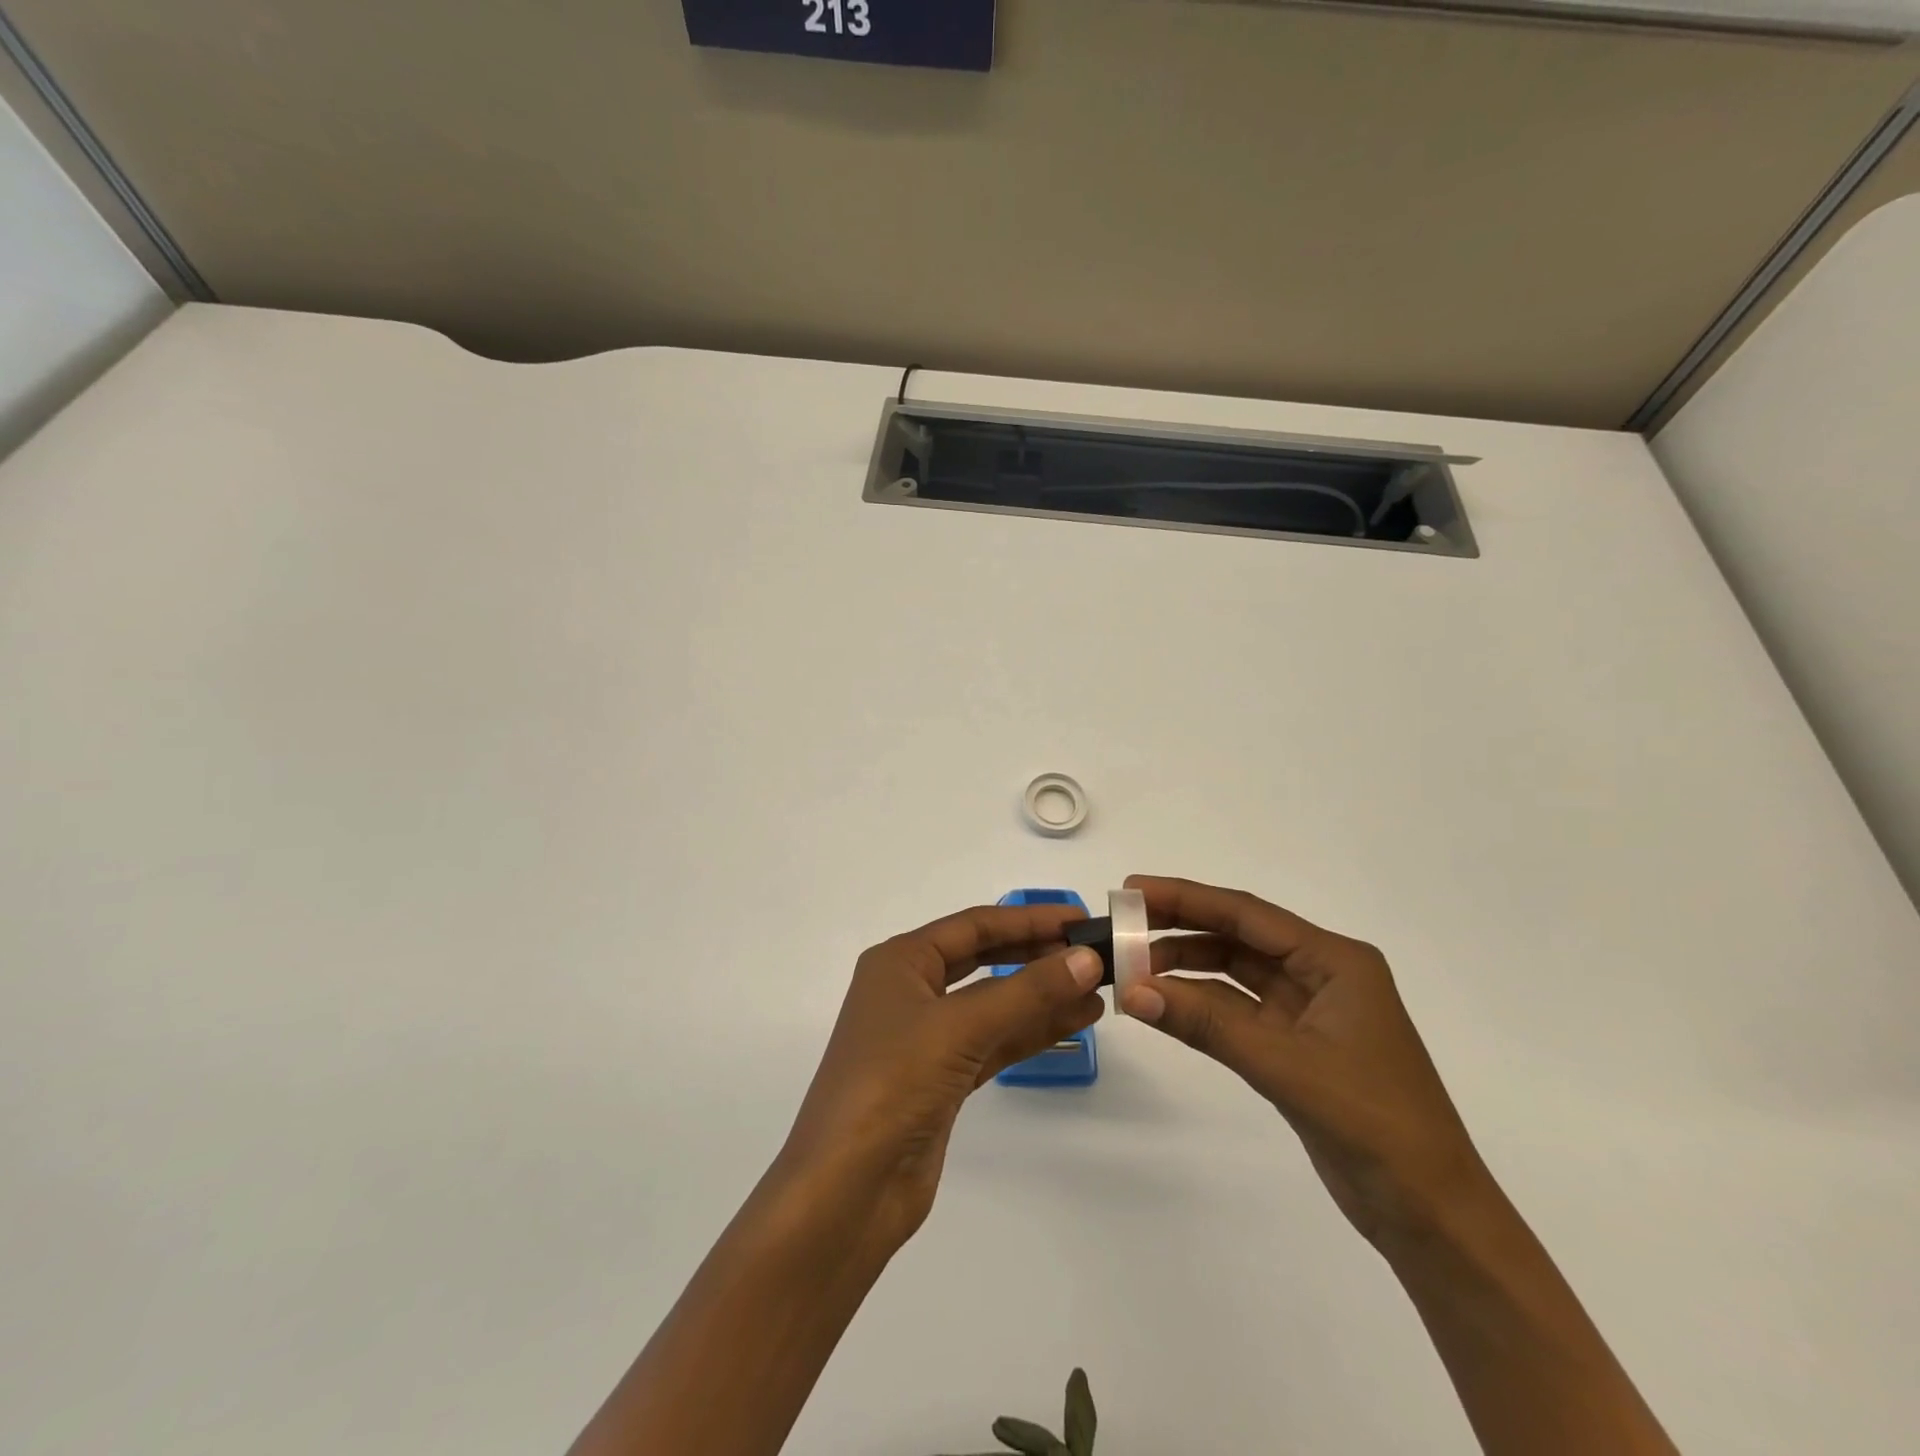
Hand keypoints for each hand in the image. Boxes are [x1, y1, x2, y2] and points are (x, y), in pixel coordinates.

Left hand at [776, 903, 1106, 1257]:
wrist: (848, 1189)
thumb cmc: (893, 1083)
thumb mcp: (960, 1026)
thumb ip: (1027, 991)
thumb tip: (1087, 959)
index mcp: (900, 962)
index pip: (974, 926)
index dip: (1028, 919)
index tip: (1080, 918)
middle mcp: (911, 991)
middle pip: (984, 960)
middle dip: (1036, 955)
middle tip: (1092, 953)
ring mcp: (926, 1038)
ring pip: (993, 1004)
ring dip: (1041, 996)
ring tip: (1096, 989)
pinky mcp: (942, 1080)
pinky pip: (994, 1042)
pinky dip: (1031, 1031)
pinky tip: (1073, 1022)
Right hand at [1118, 875, 1486, 1247]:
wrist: (1431, 1215)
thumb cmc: (1374, 1123)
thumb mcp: (1286, 1065)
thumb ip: (1207, 1024)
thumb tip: (1132, 991)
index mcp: (1335, 961)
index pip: (1246, 914)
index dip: (1186, 898)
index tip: (1133, 889)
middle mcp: (1321, 975)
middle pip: (1237, 937)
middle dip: (1179, 929)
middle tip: (1122, 927)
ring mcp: (1307, 1012)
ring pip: (1233, 974)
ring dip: (1185, 969)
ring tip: (1131, 970)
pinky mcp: (1294, 1047)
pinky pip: (1236, 1011)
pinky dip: (1199, 1006)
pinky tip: (1162, 1004)